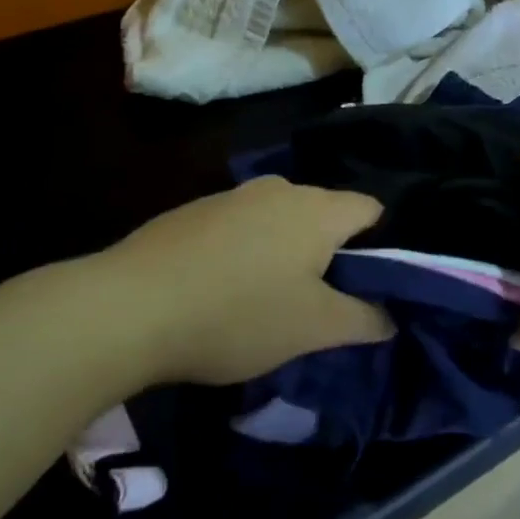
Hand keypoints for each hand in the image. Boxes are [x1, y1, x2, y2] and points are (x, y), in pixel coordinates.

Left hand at [53, 177, 393, 391]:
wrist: (128, 308)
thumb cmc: (238, 315)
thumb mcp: (313, 329)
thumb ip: (364, 320)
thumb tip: (391, 317)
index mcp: (318, 209)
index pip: (372, 210)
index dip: (381, 245)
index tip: (369, 284)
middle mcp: (280, 189)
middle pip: (326, 213)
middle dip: (331, 252)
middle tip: (321, 299)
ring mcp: (233, 195)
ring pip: (281, 219)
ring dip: (286, 251)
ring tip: (269, 297)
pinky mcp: (195, 210)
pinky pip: (241, 225)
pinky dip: (247, 250)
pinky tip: (222, 288)